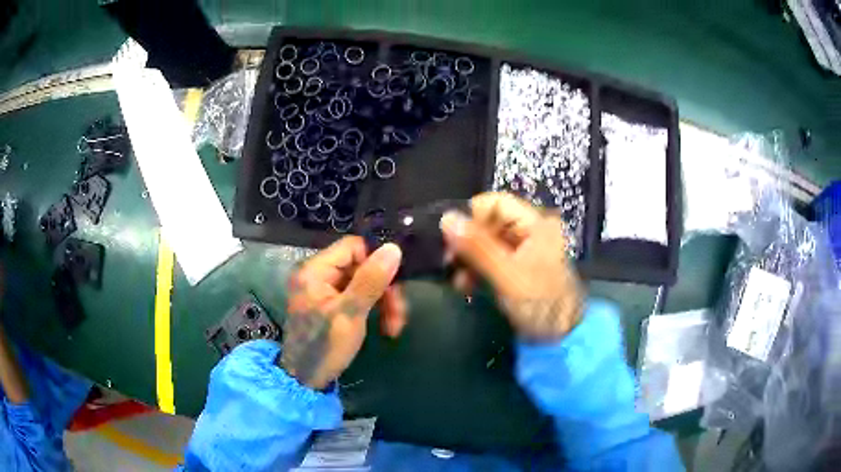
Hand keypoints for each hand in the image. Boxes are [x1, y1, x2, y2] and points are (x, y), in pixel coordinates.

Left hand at [280, 236, 402, 389]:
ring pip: (362, 282)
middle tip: (399, 314)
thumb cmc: (324, 347)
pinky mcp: (329, 304)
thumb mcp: (349, 314)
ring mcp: (322, 290)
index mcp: (314, 270)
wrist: (305, 379)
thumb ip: (371, 280)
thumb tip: (393, 248)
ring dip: (382, 301)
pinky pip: (356, 296)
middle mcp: (316, 274)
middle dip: (383, 288)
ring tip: (394, 326)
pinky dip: (372, 309)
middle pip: (360, 266)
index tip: (395, 283)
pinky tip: (384, 326)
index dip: (376, 261)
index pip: (353, 247)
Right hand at [440, 192, 583, 340]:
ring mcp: (524, 250)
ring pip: (487, 242)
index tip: (452, 239)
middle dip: (467, 242)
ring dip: (469, 259)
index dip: (471, 217)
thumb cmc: (540, 304)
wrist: (562, 337)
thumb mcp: (507, 275)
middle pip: (489, 222)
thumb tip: (446, 218)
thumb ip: (477, 246)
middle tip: (449, 262)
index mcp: (536, 223)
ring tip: (459, 281)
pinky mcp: (517, 269)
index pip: (495, 203)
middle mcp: (530, 231)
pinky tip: (466, 286)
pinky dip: (477, 270)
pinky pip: (491, 259)